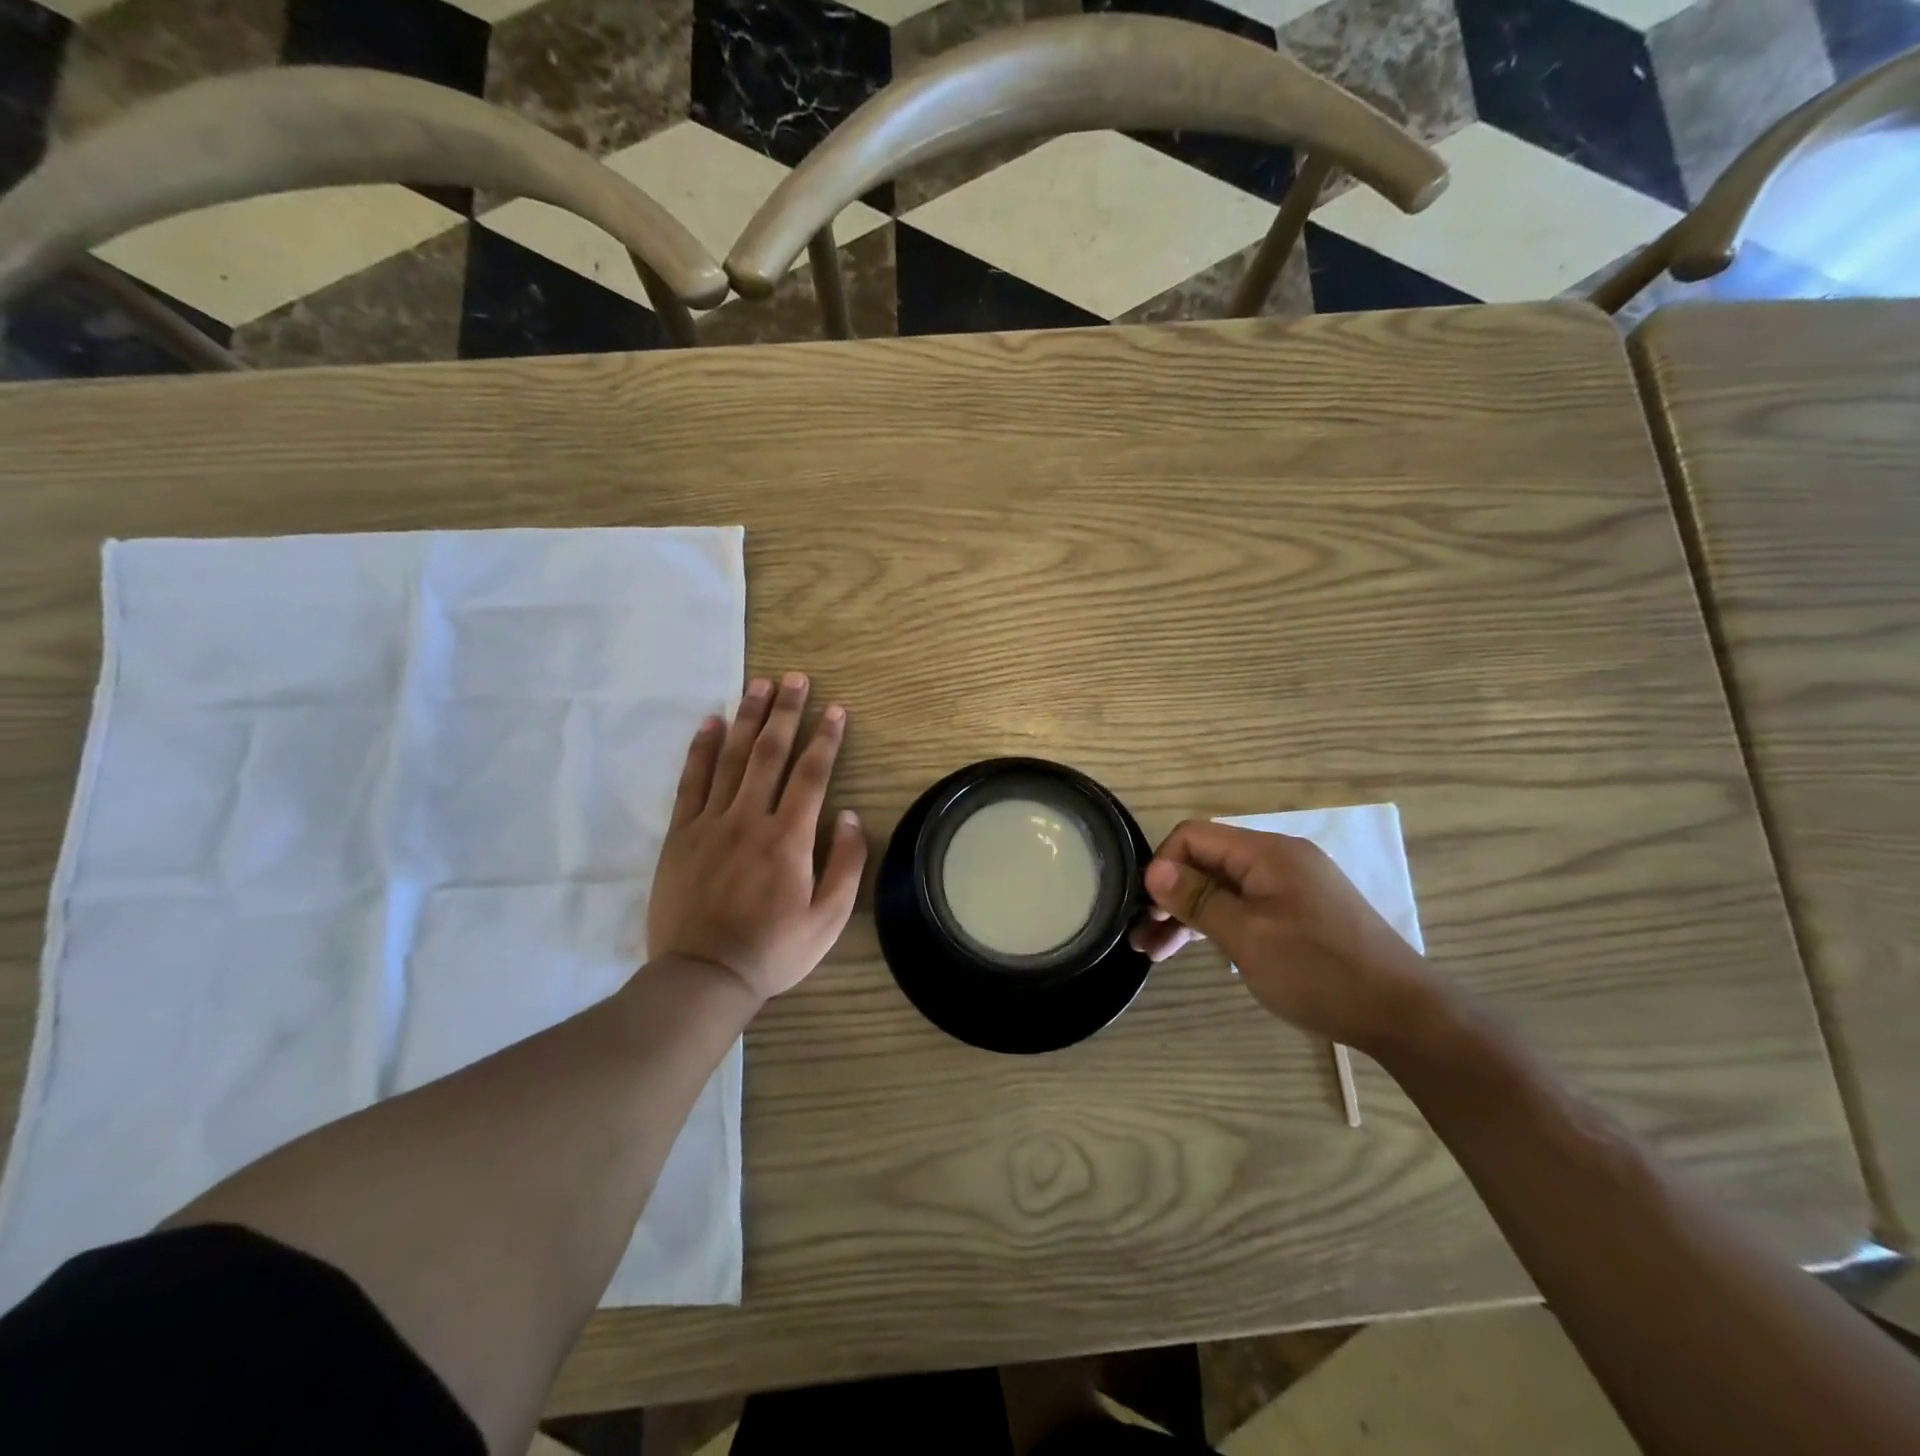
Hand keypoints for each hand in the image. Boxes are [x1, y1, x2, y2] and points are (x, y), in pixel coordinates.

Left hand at [647, 672, 866, 1003]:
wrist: (703, 976)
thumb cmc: (774, 950)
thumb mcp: (828, 918)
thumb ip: (845, 864)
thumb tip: (847, 815)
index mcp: (788, 838)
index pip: (812, 774)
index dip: (826, 738)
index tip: (836, 709)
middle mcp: (750, 819)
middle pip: (770, 753)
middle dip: (786, 712)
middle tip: (795, 678)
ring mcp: (710, 823)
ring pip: (731, 758)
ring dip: (747, 718)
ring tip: (759, 685)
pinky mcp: (681, 834)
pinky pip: (691, 781)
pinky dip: (701, 748)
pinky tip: (710, 722)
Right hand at [1129, 820, 1443, 1050]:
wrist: (1403, 1015)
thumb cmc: (1319, 971)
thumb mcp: (1248, 936)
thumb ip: (1198, 899)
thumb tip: (1153, 870)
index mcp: (1267, 853)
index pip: (1194, 836)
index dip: (1163, 866)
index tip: (1149, 909)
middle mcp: (1278, 860)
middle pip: (1206, 862)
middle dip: (1170, 896)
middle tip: (1143, 937)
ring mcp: (1290, 888)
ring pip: (1222, 889)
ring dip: (1188, 916)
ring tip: (1155, 954)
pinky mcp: (1299, 914)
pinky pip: (1244, 907)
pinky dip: (1217, 925)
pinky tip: (1197, 950)